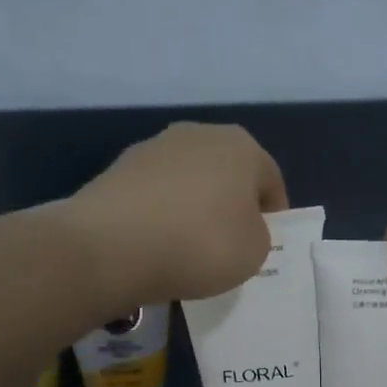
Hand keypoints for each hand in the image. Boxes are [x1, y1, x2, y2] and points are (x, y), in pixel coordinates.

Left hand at [65, 122, 286, 307]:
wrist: (113, 247)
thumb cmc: (201, 245)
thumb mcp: (254, 252)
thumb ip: (258, 234)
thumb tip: (238, 226)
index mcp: (242, 147)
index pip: (271, 180)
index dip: (273, 215)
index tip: (265, 244)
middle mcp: (199, 134)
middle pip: (227, 173)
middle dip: (231, 205)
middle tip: (229, 244)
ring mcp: (154, 147)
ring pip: (189, 180)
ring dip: (194, 207)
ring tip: (188, 247)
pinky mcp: (119, 168)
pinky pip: (156, 194)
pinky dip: (161, 214)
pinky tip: (157, 244)